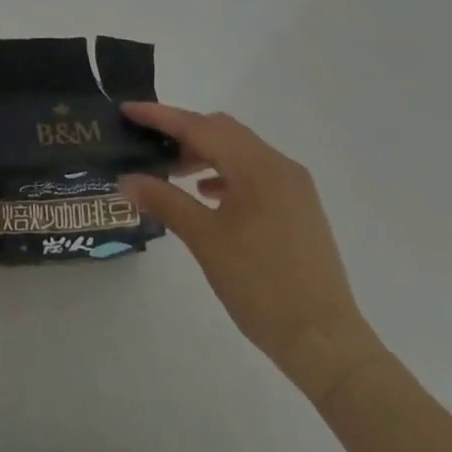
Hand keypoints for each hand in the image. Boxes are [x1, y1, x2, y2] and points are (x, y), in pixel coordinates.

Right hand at [120, 103, 386, 406]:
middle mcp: (278, 164)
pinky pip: (254, 173)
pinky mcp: (298, 207)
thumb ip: (164, 201)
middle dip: (182, 132)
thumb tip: (126, 179)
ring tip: (171, 172)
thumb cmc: (261, 285)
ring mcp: (292, 186)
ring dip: (203, 153)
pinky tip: (207, 196)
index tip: (127, 110)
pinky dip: (226, 174)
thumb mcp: (205, 240)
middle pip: (221, 130)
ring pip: (238, 151)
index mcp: (257, 165)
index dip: (160, 116)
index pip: (199, 126)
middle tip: (146, 143)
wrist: (325, 342)